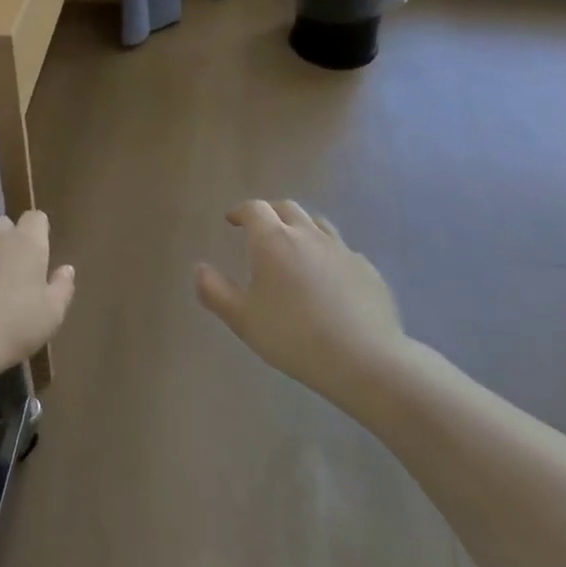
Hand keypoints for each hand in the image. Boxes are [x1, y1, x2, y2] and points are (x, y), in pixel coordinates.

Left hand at [0, 211, 74, 386]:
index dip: (37, 231)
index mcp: (26, 244)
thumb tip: (66, 269)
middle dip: (7, 239)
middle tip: (10, 271)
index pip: (35, 218)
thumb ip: (62, 288)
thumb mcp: (51, 315)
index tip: (39, 252)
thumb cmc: (13, 326)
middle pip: (2, 224)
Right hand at [196, 200, 404, 408]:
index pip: (254, 209)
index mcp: (273, 241)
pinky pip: (342, 250)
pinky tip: (328, 278)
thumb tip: (199, 268)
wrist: (364, 358)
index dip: (241, 211)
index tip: (232, 221)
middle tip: (260, 230)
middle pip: (286, 208)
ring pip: (317, 224)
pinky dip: (328, 254)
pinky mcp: (366, 268)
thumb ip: (215, 292)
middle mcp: (307, 234)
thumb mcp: (243, 320)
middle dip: (270, 213)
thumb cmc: (293, 337)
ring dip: (301, 227)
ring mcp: (341, 249)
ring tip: (295, 248)